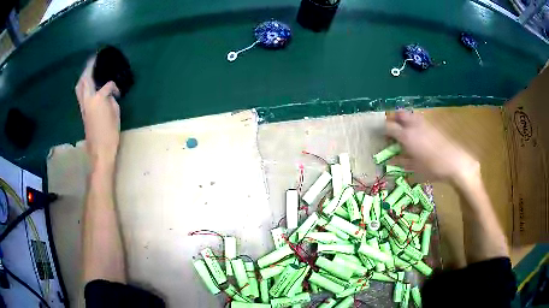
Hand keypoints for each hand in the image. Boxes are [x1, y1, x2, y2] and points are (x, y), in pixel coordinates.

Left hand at [75, 57, 120, 168]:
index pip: (108, 85)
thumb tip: (109, 95)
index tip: (119, 92)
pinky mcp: (82, 112)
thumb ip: (112, 100)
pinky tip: (87, 85)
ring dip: (83, 76)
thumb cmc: (110, 134)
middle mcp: (88, 99)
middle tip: (94, 59)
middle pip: (85, 79)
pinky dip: (83, 86)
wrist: (99, 151)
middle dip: (89, 68)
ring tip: (88, 70)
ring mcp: (83, 106)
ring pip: (79, 87)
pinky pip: (80, 94)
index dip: (114, 86)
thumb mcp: (116, 114)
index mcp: (98, 99)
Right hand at [386, 110, 479, 184]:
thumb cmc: (432, 168)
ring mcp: (423, 123)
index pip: (389, 127)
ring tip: (402, 129)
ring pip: (409, 114)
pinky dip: (412, 121)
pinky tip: (415, 133)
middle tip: (391, 128)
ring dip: (403, 118)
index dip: (383, 130)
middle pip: (399, 113)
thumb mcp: (414, 169)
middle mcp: (413, 125)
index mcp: (406, 136)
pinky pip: (418, 118)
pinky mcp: (431, 125)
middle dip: (392, 118)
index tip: (381, 135)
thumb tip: (391, 160)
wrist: (454, 162)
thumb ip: (401, 162)